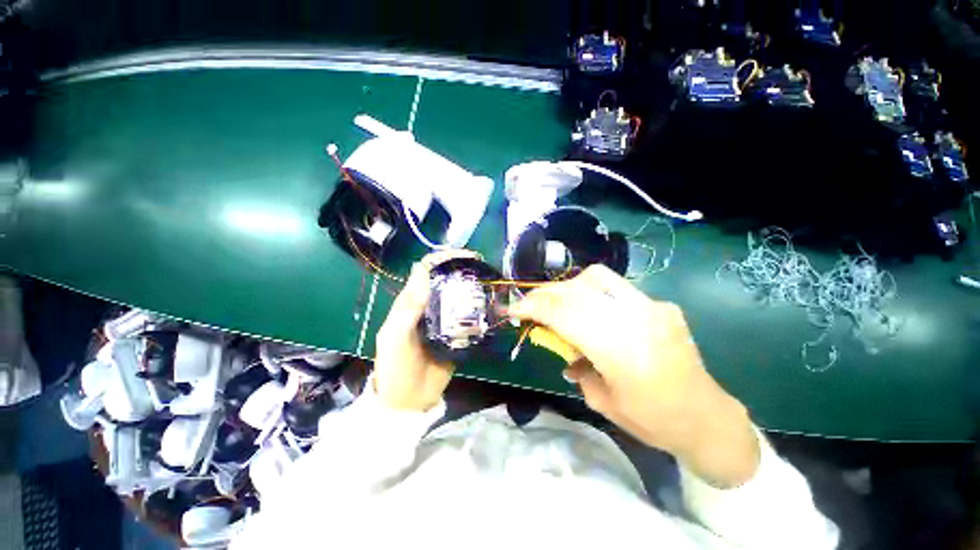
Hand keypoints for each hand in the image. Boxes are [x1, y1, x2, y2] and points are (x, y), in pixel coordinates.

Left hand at [372, 251, 475, 411]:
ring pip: (459, 297)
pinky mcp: (457, 334)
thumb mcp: (394, 336)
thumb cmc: (395, 367)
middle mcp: (429, 306)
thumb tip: (421, 271)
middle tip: (482, 269)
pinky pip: (468, 318)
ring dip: (472, 289)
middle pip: (445, 281)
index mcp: (411, 302)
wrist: (409, 401)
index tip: (463, 256)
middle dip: (462, 270)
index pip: (426, 271)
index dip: (442, 258)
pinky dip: (478, 310)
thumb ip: (407, 307)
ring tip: (489, 285)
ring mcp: (444, 320)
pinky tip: (489, 308)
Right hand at [509, 264, 759, 486]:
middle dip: (545, 294)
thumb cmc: (652, 420)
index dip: (533, 307)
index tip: (513, 309)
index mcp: (619, 351)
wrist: (707, 417)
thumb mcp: (600, 400)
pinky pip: (617, 287)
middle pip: (577, 290)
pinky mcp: (661, 304)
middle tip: (529, 303)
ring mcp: (652, 306)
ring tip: (558, 303)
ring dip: (568, 287)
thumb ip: (575, 363)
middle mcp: (636, 319)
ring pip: (597, 278)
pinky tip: (591, 310)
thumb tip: (559, 344)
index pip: (564, 314)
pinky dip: (593, 293)